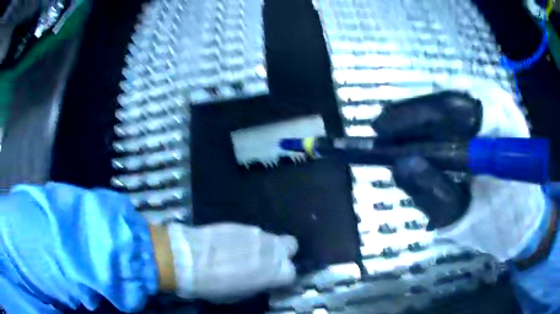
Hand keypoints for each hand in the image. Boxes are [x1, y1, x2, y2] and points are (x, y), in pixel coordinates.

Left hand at [167, 223, 297, 302]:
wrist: (189, 259)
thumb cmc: (215, 286)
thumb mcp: (240, 295)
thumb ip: (258, 285)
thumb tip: (262, 280)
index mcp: (274, 272)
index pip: (292, 272)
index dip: (282, 276)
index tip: (273, 279)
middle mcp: (271, 249)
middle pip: (291, 245)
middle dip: (283, 253)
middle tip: (268, 261)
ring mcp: (256, 234)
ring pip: (271, 237)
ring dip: (264, 246)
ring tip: (246, 253)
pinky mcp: (240, 224)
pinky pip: (252, 232)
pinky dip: (247, 239)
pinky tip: (232, 245)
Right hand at [372, 87, 546, 260]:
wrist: (526, 218)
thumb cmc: (500, 225)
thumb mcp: (464, 220)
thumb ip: (434, 195)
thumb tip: (399, 165)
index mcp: (504, 132)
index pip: (452, 109)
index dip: (413, 118)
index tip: (381, 133)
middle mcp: (501, 104)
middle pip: (445, 97)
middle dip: (412, 116)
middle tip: (384, 136)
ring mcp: (499, 100)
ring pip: (448, 96)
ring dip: (423, 118)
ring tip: (400, 138)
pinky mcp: (495, 105)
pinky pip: (457, 103)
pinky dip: (437, 119)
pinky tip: (425, 136)